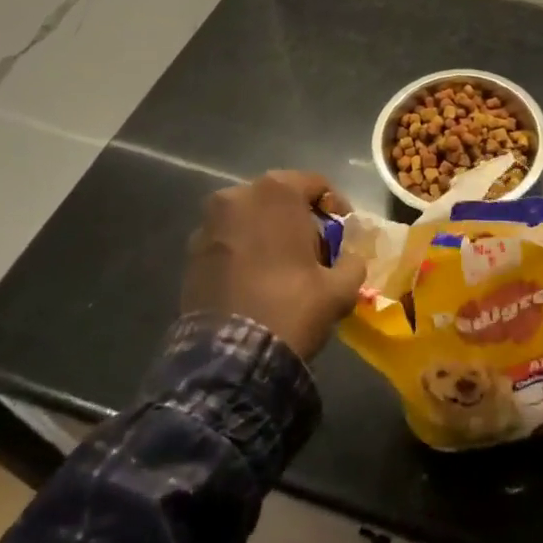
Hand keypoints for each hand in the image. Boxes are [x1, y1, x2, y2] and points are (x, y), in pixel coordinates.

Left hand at [180, 171, 368, 361]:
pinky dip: (243, 252)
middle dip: (299, 220)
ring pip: (251, 219)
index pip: (317, 185)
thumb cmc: (290, 307)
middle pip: (281, 199)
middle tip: (315, 253)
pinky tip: (255, 282)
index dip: (336, 208)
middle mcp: (239, 195)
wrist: (230, 357)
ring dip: (268, 235)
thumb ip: (352, 263)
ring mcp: (209, 223)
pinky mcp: (191, 252)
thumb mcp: (339, 289)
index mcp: (277, 191)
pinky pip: (228, 241)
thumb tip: (349, 260)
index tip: (343, 236)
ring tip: (282, 268)